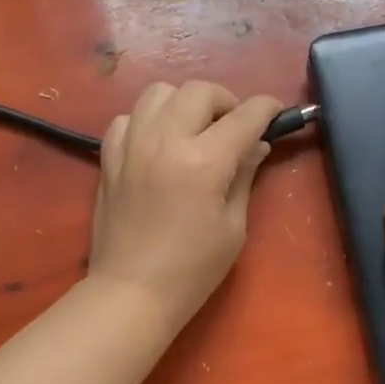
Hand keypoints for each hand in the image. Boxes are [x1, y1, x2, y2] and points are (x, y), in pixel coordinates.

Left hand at [88, 81, 284, 333]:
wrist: (132, 292)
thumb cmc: (192, 270)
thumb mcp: (233, 227)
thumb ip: (244, 177)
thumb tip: (255, 145)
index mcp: (204, 162)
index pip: (244, 116)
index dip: (267, 109)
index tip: (276, 113)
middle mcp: (165, 141)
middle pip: (199, 91)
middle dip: (225, 102)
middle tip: (234, 129)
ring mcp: (132, 146)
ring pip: (159, 92)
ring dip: (184, 103)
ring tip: (194, 130)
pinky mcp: (109, 158)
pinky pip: (129, 117)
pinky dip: (148, 121)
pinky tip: (158, 144)